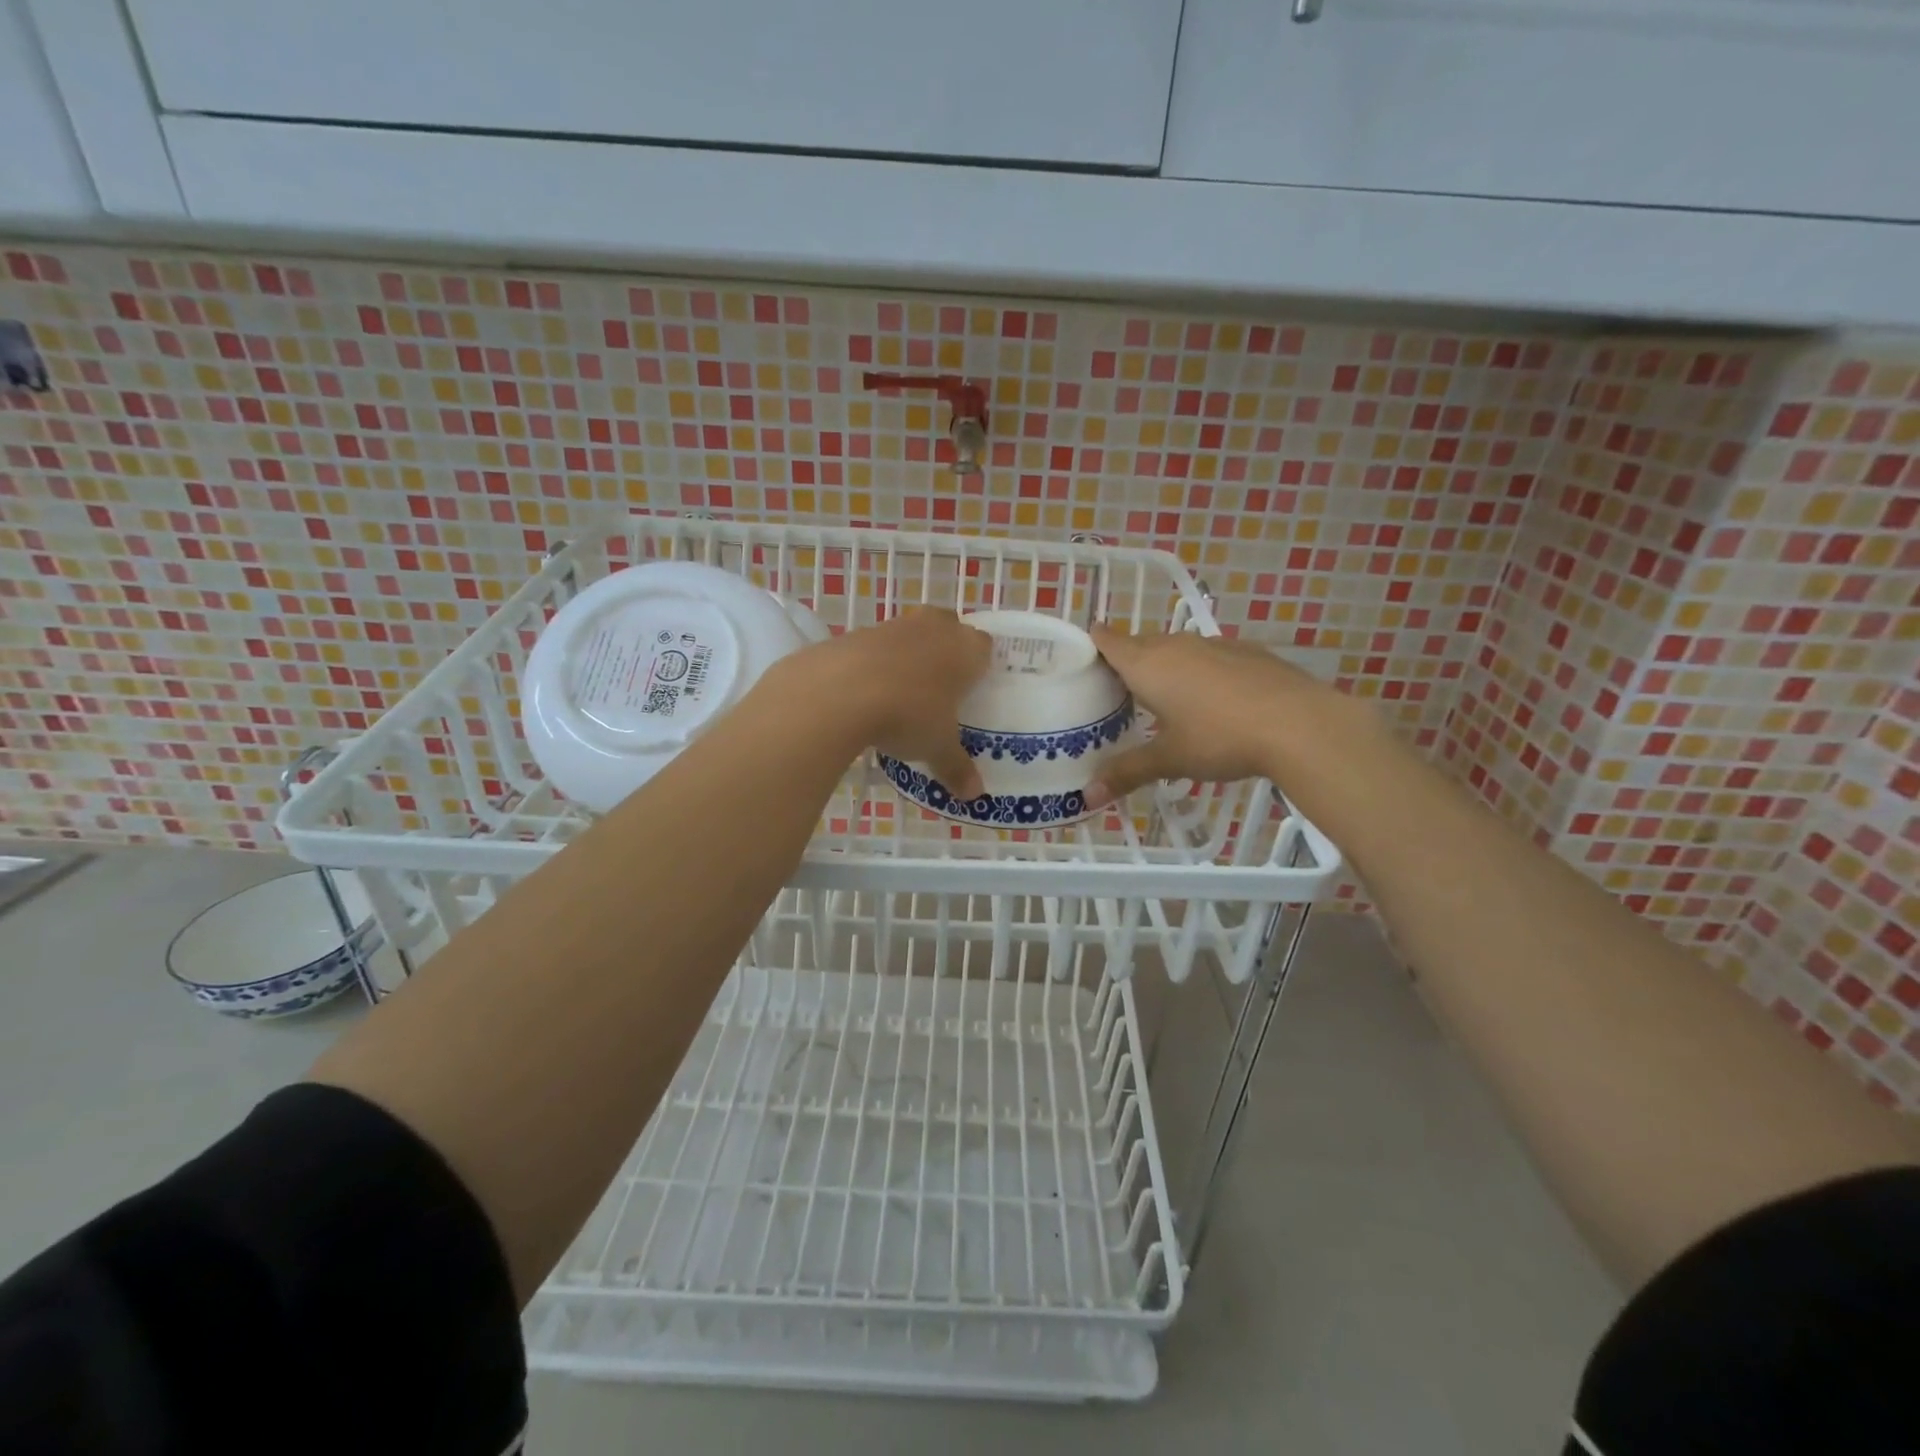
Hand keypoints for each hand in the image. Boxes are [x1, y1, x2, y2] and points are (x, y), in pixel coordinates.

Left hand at [785, 608, 992, 798]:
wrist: (838, 691)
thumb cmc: (908, 714)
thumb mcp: (937, 748)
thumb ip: (957, 768)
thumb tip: (974, 796)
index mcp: (965, 649)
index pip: (984, 646)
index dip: (980, 665)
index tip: (972, 689)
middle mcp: (934, 628)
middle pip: (949, 627)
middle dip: (947, 650)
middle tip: (941, 687)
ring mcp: (894, 626)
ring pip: (912, 633)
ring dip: (910, 654)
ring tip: (903, 691)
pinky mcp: (857, 632)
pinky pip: (877, 645)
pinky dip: (877, 662)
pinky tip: (868, 690)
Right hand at [1084, 624, 1353, 809]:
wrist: (1300, 723)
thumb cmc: (1220, 737)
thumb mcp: (1170, 759)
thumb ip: (1127, 773)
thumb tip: (1087, 798)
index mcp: (1148, 665)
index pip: (1107, 640)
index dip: (1091, 644)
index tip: (1080, 660)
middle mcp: (1176, 645)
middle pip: (1139, 644)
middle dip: (1125, 662)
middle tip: (1114, 693)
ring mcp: (1215, 645)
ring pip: (1176, 649)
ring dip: (1164, 667)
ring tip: (1161, 699)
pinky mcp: (1247, 652)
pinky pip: (1208, 656)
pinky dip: (1199, 672)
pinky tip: (1211, 701)